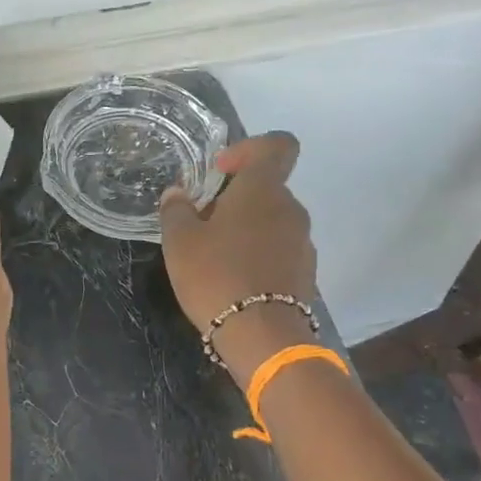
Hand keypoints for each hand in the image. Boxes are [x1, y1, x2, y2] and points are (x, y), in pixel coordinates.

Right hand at [159, 132, 317, 379]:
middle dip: (235, 200)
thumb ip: (176, 210)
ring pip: (272, 222)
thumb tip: (177, 194)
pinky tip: (233, 281)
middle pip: (267, 189)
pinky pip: (278, 251)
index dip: (249, 148)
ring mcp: (302, 242)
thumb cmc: (215, 275)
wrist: (261, 335)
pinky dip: (258, 256)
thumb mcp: (179, 241)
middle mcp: (291, 208)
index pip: (277, 146)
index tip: (220, 171)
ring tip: (215, 258)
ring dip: (246, 230)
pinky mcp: (305, 273)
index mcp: (263, 190)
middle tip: (202, 224)